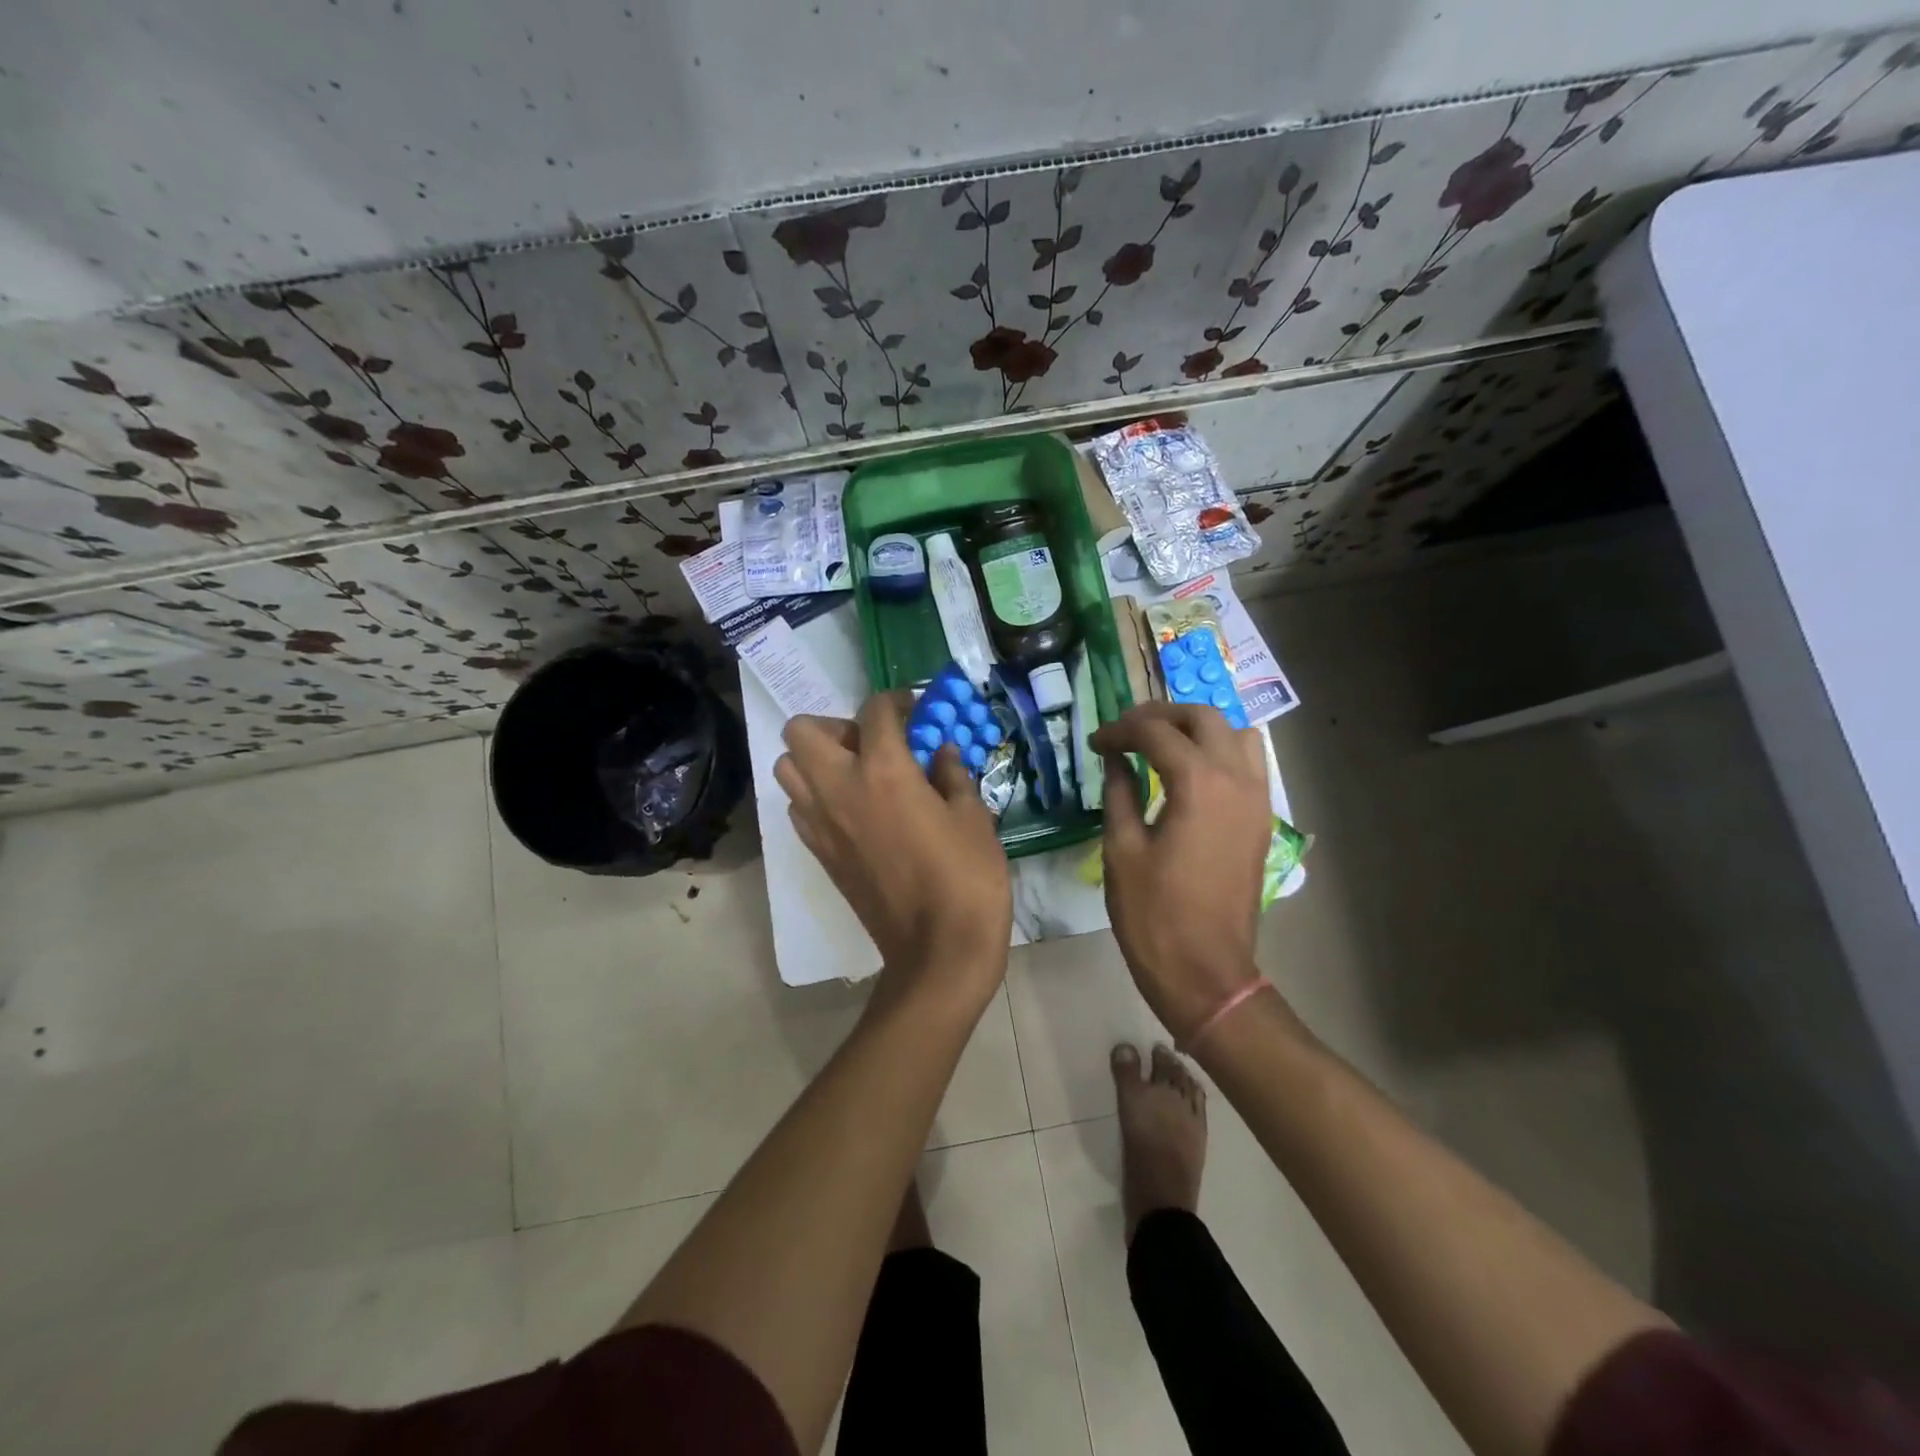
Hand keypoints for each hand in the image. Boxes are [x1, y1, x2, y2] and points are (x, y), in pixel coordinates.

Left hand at [776, 691, 1011, 1015]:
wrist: (937, 950)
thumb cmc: (966, 878)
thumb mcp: (973, 817)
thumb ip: (953, 774)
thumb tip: (942, 752)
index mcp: (884, 770)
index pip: (874, 711)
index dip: (896, 700)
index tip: (913, 710)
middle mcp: (840, 788)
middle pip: (802, 730)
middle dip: (836, 725)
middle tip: (873, 744)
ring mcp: (821, 823)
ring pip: (788, 768)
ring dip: (816, 759)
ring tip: (856, 774)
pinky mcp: (818, 853)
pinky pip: (798, 807)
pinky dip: (815, 796)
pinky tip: (852, 810)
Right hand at [1092, 702, 1276, 1041]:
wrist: (1206, 971)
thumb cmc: (1154, 914)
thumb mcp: (1122, 849)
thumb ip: (1119, 792)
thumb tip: (1114, 758)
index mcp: (1199, 784)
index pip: (1156, 732)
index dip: (1120, 731)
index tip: (1095, 743)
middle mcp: (1237, 780)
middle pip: (1203, 718)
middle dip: (1160, 716)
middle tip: (1125, 732)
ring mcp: (1258, 800)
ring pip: (1236, 735)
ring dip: (1198, 729)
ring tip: (1162, 745)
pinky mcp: (1262, 820)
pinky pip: (1249, 764)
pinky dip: (1220, 752)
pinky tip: (1190, 774)